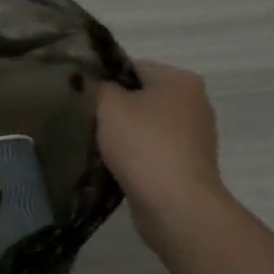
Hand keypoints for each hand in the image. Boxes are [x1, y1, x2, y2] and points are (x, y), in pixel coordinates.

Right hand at [94, 61, 232, 250]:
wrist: (176, 206)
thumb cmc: (144, 145)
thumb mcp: (110, 106)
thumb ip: (97, 87)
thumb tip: (89, 80)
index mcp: (180, 79)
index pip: (132, 66)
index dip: (102, 78)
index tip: (79, 94)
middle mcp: (194, 102)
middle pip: (141, 96)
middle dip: (113, 108)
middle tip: (83, 119)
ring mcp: (194, 136)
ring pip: (146, 125)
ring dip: (123, 134)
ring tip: (94, 144)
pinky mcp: (188, 165)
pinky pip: (153, 150)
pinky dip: (135, 155)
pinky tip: (113, 165)